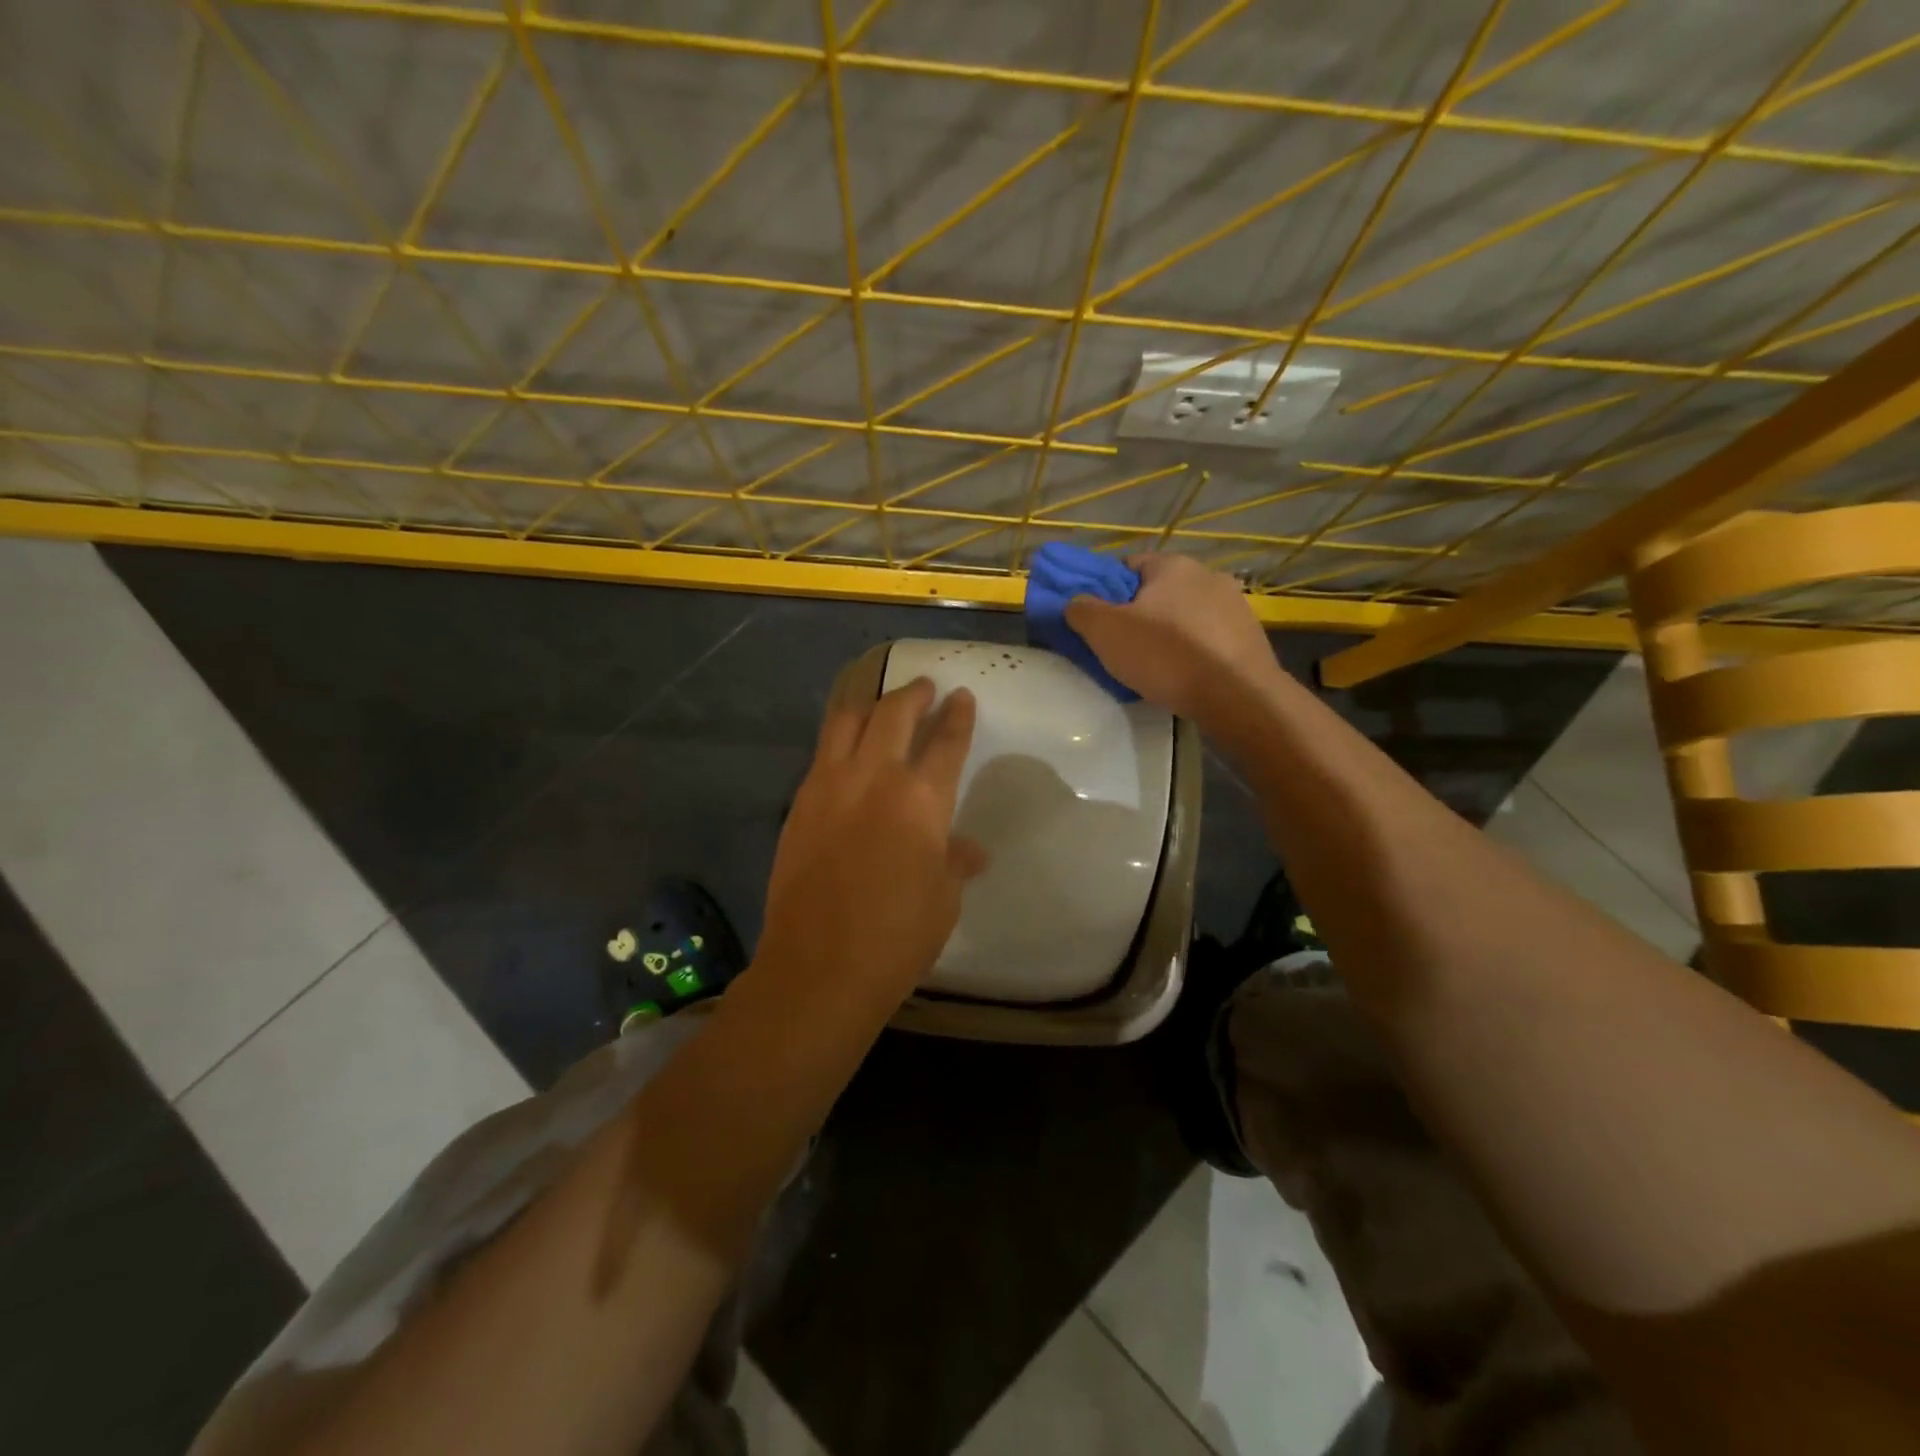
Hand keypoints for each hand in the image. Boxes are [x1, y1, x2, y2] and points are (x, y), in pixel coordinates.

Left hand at [759, 678, 986, 1001]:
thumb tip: (971, 850)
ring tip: (882, 705)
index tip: (962, 698)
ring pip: (848, 720)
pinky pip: (822, 753)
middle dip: (914, 694)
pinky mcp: (799, 802)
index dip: (958, 716)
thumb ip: (954, 863)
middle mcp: (876, 778)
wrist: (818, 966)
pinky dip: (840, 738)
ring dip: (871, 705)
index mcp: (922, 800)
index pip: (946, 741)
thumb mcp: (942, 901)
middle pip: (895, 713)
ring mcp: (830, 785)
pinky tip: (847, 750)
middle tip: (925, 688)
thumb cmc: (896, 938)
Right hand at [1065, 554, 1282, 720]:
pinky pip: (1209, 639)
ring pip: (1186, 616)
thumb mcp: (1105, 632)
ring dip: (1169, 634)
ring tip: (1154, 667)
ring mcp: (1235, 606)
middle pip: (1159, 592)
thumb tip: (1075, 602)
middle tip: (1121, 646)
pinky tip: (1184, 677)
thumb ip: (1081, 610)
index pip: (1129, 565)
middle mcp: (1208, 575)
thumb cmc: (1165, 655)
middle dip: (1140, 614)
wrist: (1236, 695)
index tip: (1098, 619)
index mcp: (1172, 565)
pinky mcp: (1251, 637)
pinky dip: (1193, 653)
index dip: (1108, 590)